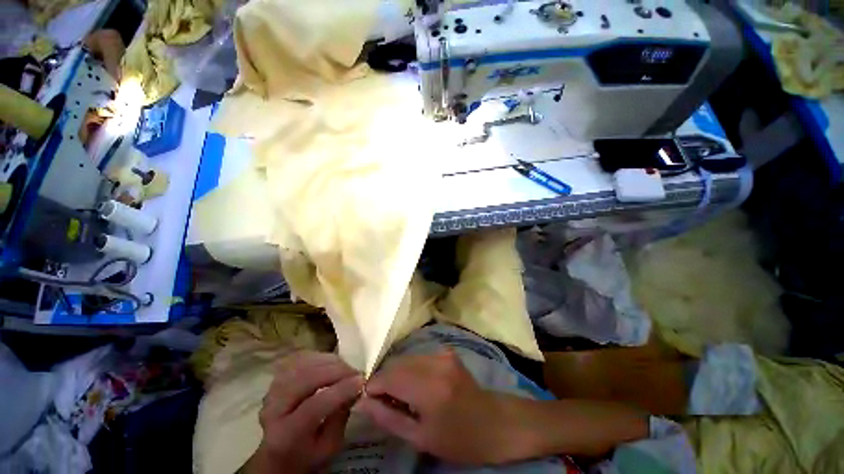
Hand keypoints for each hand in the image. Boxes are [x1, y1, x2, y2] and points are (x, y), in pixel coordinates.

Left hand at [246, 351, 363, 473]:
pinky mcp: (276, 379)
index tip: (361, 380)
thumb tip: (356, 387)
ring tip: (345, 367)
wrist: (278, 453)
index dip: (340, 390)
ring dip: (328, 361)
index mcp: (285, 435)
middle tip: (355, 371)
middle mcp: (273, 410)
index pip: (314, 406)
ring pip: (301, 365)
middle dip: (335, 371)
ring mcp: (272, 391)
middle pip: (305, 380)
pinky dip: (317, 357)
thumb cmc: (307, 454)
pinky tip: (330, 362)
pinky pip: (298, 359)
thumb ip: (341, 417)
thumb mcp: (329, 446)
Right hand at [356, 350, 525, 465]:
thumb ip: (388, 417)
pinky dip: (410, 369)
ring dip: (397, 374)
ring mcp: (442, 353)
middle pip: (396, 364)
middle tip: (384, 402)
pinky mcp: (446, 351)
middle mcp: (434, 363)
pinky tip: (416, 385)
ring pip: (405, 358)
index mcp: (428, 388)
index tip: (367, 401)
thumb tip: (362, 402)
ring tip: (401, 395)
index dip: (372, 387)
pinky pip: (418, 357)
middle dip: (384, 380)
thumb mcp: (420, 437)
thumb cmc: (458, 439)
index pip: (387, 377)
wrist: (494, 422)